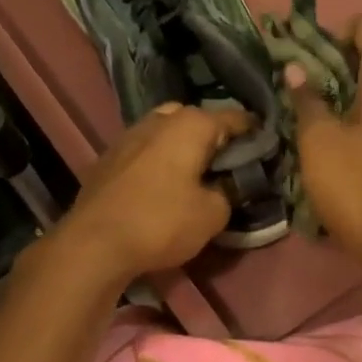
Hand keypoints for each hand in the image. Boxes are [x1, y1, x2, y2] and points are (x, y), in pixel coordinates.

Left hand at [50, 103, 253, 286]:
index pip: (234, 118)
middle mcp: (159, 119)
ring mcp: (129, 135)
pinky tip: (163, 184)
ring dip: (182, 147)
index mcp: (190, 124)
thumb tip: (225, 186)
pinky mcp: (109, 157)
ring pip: (166, 132)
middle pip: (196, 119)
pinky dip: (159, 160)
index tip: (267, 149)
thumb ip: (228, 192)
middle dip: (213, 137)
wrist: (94, 243)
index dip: (254, 133)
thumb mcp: (213, 215)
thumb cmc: (161, 222)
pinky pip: (145, 149)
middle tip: (226, 164)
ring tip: (195, 174)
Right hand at [286, 15, 361, 278]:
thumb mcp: (320, 142)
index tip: (305, 53)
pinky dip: (353, 110)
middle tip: (296, 79)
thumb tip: (296, 68)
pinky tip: (326, 131)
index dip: (336, 30)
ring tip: (304, 105)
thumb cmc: (356, 187)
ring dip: (340, 87)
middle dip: (333, 59)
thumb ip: (307, 100)